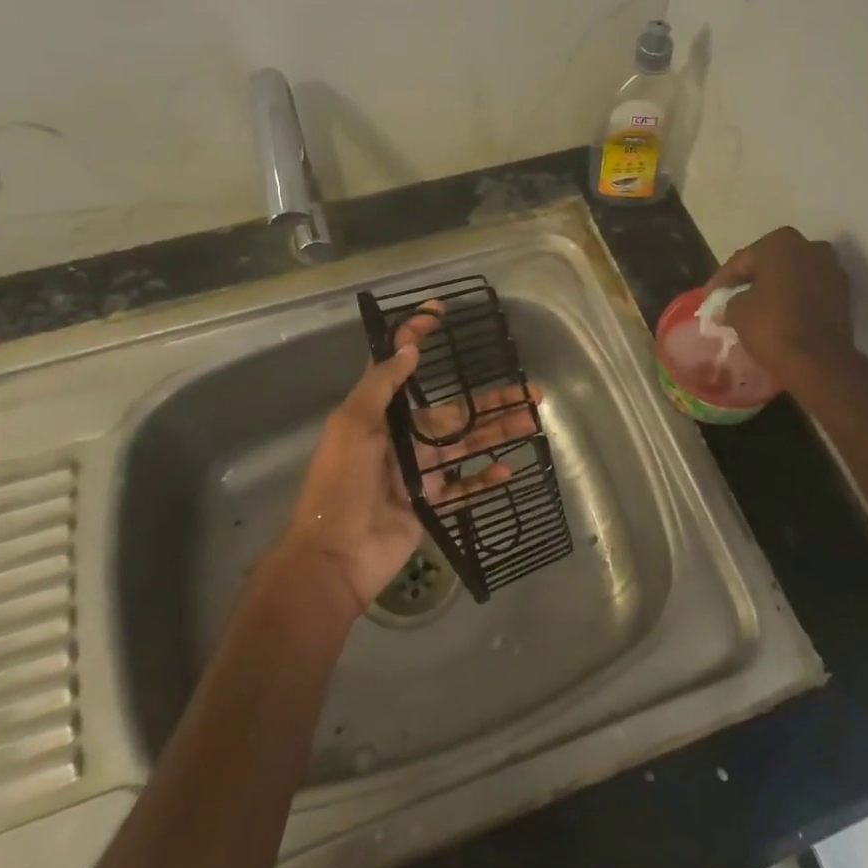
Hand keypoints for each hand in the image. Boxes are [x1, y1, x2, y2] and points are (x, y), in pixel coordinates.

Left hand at [275, 304, 539, 616]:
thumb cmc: (340, 484)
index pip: (402, 368)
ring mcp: (420, 474)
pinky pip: (465, 488)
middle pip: (455, 413)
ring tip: (533, 421)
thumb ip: (381, 386)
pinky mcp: (431, 505)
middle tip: (529, 391)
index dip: (417, 338)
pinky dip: (487, 479)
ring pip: (468, 446)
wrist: (334, 556)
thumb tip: (410, 348)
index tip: (439, 311)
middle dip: (491, 401)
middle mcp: (404, 440)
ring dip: (499, 433)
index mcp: (382, 417)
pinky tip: (510, 469)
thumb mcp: (352, 426)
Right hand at [708, 227, 856, 381]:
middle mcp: (810, 247)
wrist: (818, 360)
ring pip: (792, 277)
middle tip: (730, 300)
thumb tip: (727, 306)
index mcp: (780, 242)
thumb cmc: (771, 325)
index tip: (708, 299)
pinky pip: (809, 292)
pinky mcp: (844, 294)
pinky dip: (794, 300)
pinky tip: (780, 316)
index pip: (741, 261)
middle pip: (769, 264)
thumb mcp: (736, 311)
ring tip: (755, 310)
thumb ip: (728, 301)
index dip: (721, 281)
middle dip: (751, 281)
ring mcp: (832, 269)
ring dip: (774, 290)